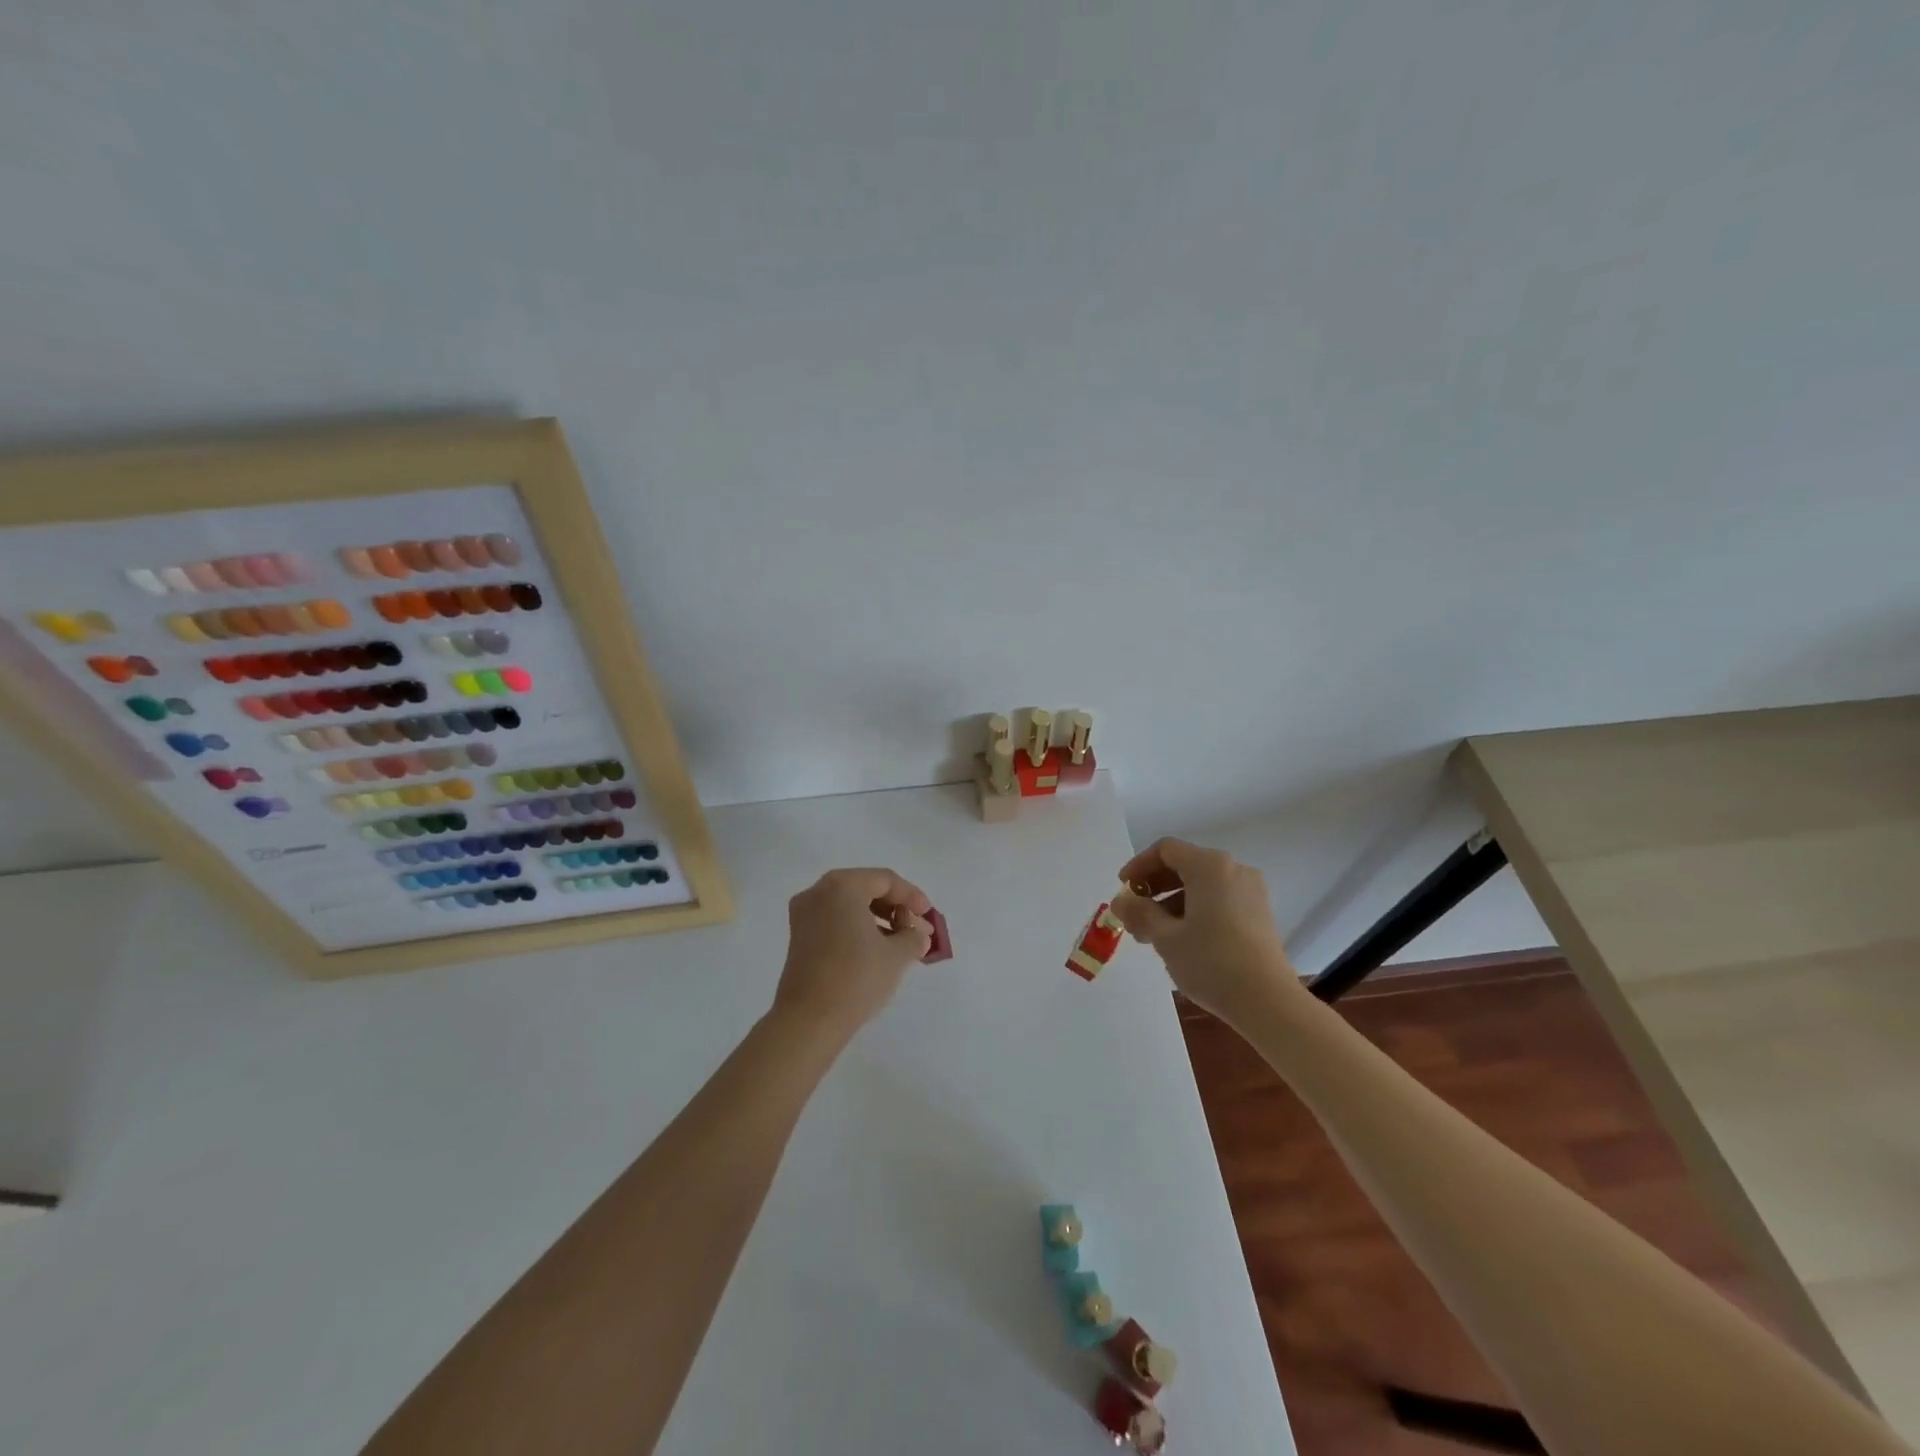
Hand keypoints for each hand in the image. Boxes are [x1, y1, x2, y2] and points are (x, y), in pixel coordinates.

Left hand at [773, 867, 933, 1041]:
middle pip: (866, 889)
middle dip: (896, 908)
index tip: (929, 917)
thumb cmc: (856, 978)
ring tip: (901, 943)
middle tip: (917, 930)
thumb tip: (918, 935)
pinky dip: (858, 928)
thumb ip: (913, 937)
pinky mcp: (799, 937)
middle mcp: (818, 892)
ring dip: (878, 919)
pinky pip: (835, 920)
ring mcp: (804, 914)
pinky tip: (876, 950)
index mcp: (842, 886)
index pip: (885, 880)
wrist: (809, 1021)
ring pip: (849, 905)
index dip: (912, 897)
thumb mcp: (896, 955)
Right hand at [1111, 838, 1296, 1027]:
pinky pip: (1219, 899)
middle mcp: (1233, 869)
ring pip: (1201, 885)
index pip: (1166, 850)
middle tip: (1134, 916)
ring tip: (1153, 935)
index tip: (1123, 890)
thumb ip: (1139, 913)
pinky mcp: (1259, 913)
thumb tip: (1120, 901)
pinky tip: (1183, 939)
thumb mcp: (1165, 937)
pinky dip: (1195, 910)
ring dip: (1172, 902)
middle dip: (1154, 888)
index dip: (1138, 866)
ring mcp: (1250, 891)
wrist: (1268, 1002)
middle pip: (1184, 865)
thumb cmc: (1211, 962)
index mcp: (1209, 866)